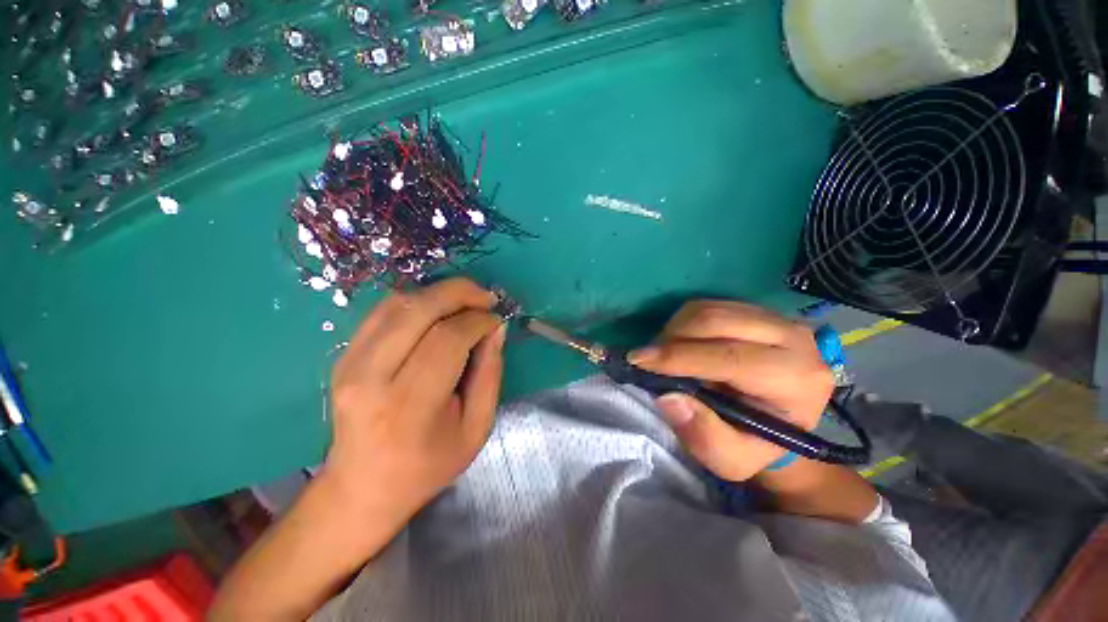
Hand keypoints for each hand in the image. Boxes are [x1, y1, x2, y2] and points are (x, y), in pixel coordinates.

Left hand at [324, 278, 505, 523]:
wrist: (363, 487)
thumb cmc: (428, 465)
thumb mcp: (476, 427)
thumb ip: (490, 373)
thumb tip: (495, 327)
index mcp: (408, 406)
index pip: (447, 340)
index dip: (478, 321)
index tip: (497, 321)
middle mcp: (370, 378)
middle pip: (418, 310)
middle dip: (459, 293)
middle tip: (486, 297)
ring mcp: (348, 363)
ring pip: (398, 303)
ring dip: (438, 293)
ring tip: (466, 302)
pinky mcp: (342, 356)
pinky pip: (382, 311)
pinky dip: (416, 301)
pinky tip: (437, 310)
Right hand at [628, 301, 832, 480]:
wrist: (780, 423)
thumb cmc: (755, 445)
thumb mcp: (731, 459)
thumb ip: (703, 435)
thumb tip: (667, 397)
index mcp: (796, 380)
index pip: (731, 357)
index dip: (680, 357)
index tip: (638, 361)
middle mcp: (795, 339)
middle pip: (718, 321)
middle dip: (672, 338)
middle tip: (647, 359)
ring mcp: (776, 318)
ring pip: (710, 308)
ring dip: (675, 329)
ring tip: (663, 354)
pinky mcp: (758, 310)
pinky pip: (709, 305)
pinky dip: (683, 322)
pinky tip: (680, 344)